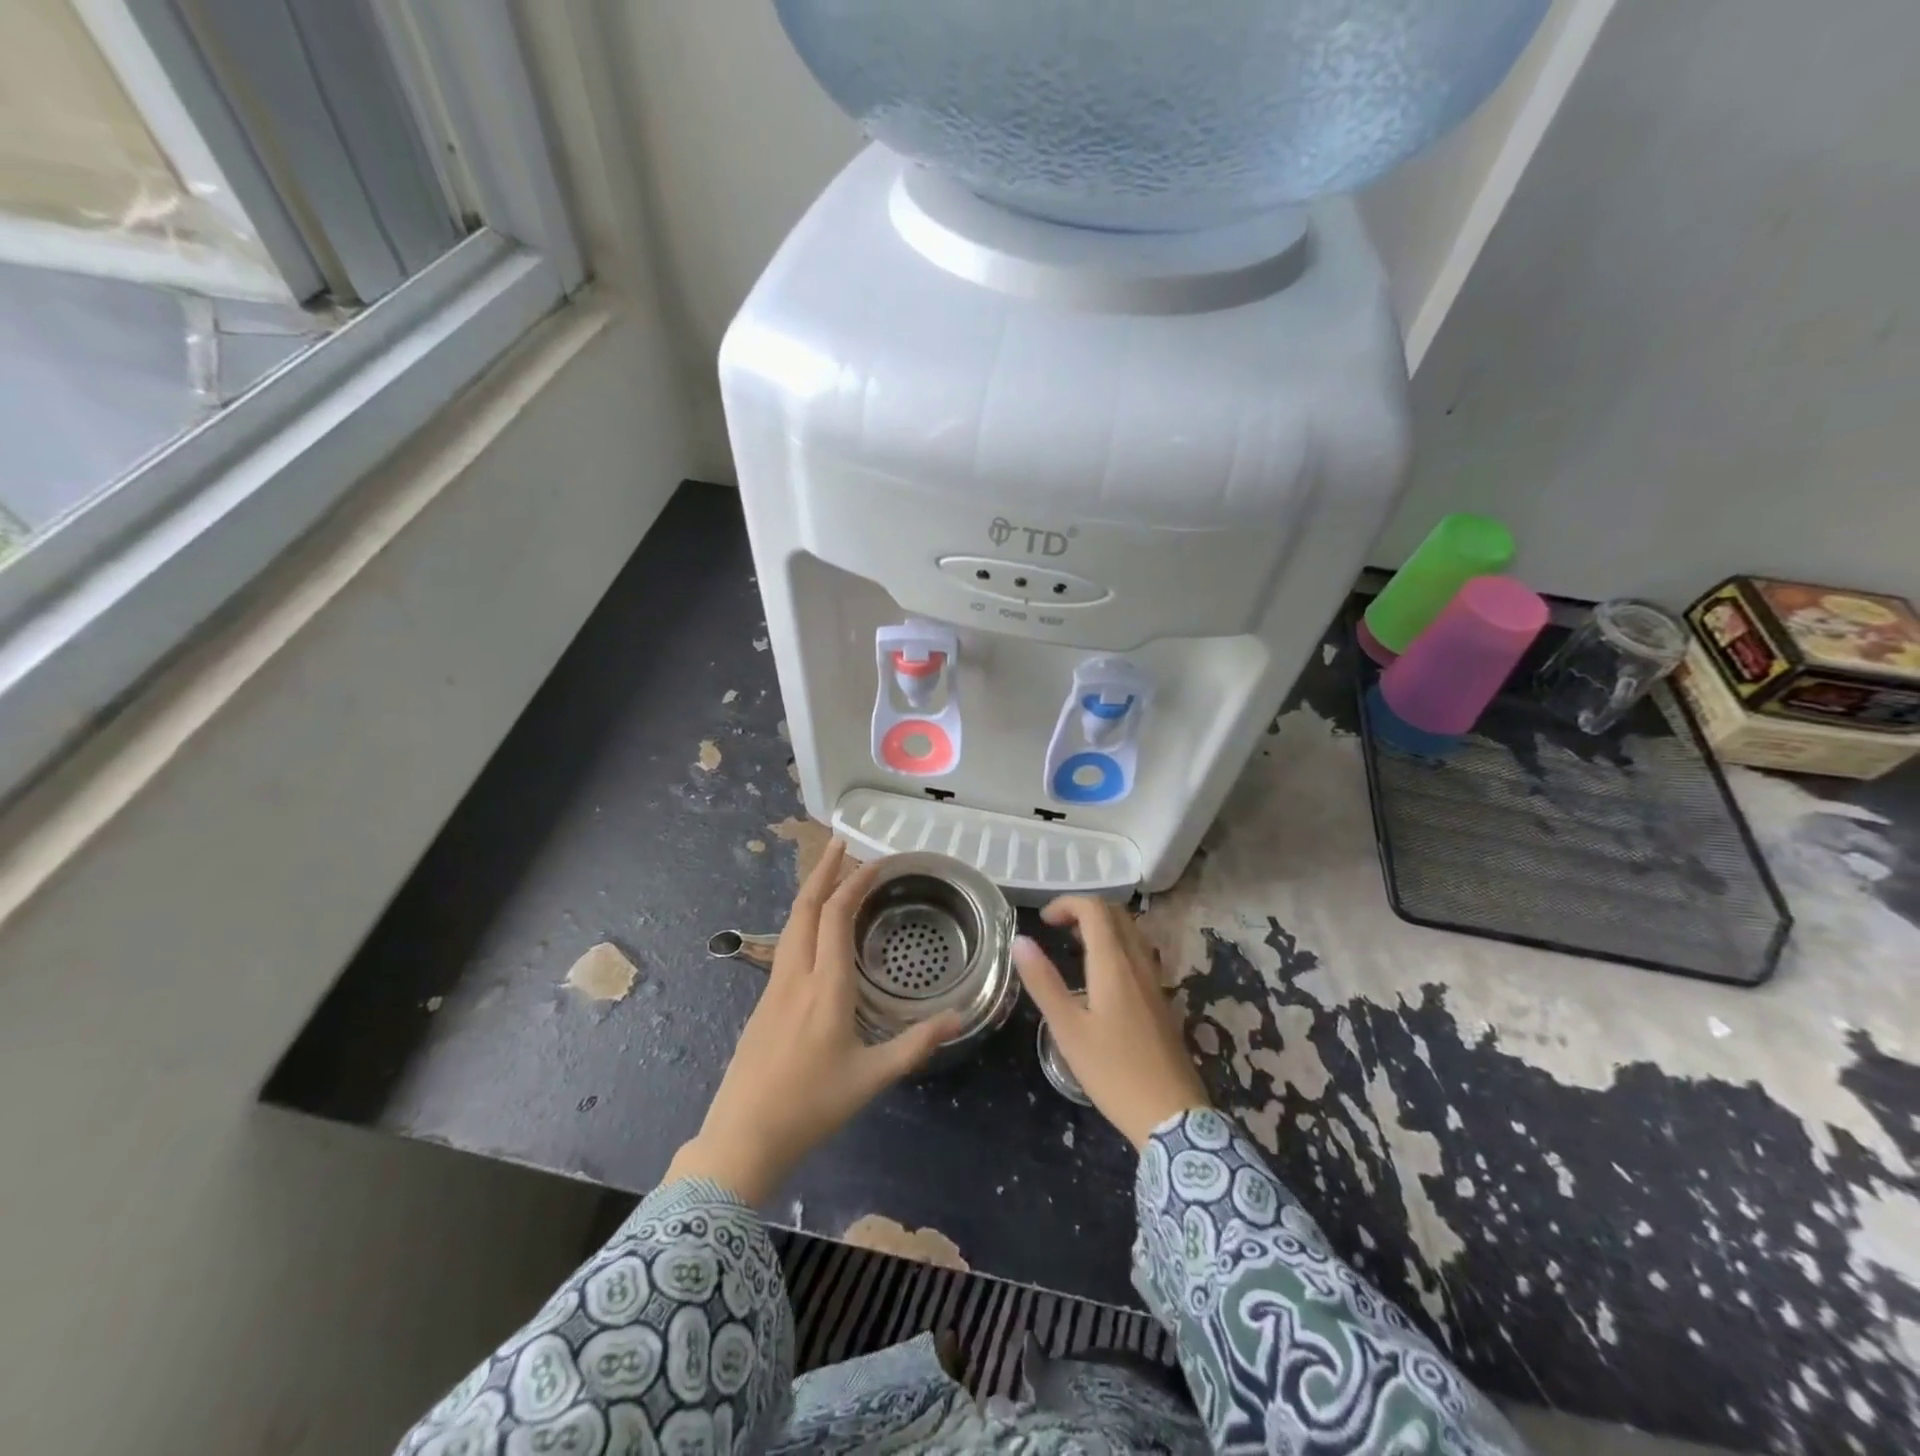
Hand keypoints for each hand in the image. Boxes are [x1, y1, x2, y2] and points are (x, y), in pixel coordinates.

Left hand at [667, 840, 964, 1202]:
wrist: (741, 1138)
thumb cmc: (811, 1107)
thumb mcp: (872, 1078)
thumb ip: (916, 1045)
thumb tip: (959, 1018)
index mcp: (825, 987)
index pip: (836, 916)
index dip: (854, 883)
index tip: (876, 861)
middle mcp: (795, 976)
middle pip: (804, 908)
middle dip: (823, 871)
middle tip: (841, 843)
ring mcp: (773, 988)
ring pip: (790, 924)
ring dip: (810, 892)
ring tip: (830, 875)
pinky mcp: (763, 1003)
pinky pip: (785, 944)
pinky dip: (803, 920)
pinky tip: (814, 930)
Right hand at [1013, 897, 1210, 1149]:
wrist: (1172, 1115)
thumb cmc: (1113, 1072)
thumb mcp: (1068, 1030)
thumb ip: (1043, 982)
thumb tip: (1019, 940)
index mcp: (1114, 964)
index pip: (1095, 909)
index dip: (1067, 903)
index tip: (1043, 921)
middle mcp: (1139, 963)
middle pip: (1116, 915)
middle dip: (1084, 910)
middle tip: (1056, 929)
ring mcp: (1155, 981)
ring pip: (1131, 933)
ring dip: (1102, 928)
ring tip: (1074, 947)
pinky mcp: (1162, 1000)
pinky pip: (1139, 954)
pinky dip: (1116, 947)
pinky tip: (1100, 978)